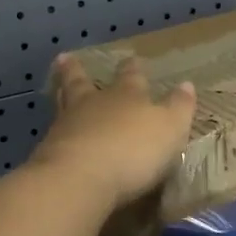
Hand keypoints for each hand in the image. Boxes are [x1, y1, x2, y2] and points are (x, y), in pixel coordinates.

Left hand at [33, 54, 197, 209]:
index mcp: (127, 95)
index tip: (131, 58)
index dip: (132, 68)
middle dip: (78, 70)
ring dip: (61, 92)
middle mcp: (94, 104)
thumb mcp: (170, 128)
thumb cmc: (133, 150)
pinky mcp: (50, 151)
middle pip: (83, 82)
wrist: (80, 178)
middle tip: (66, 58)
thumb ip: (179, 107)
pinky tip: (55, 132)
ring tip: (57, 86)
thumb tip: (186, 84)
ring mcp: (67, 126)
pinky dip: (56, 129)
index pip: (131, 76)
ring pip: (63, 103)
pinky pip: (54, 133)